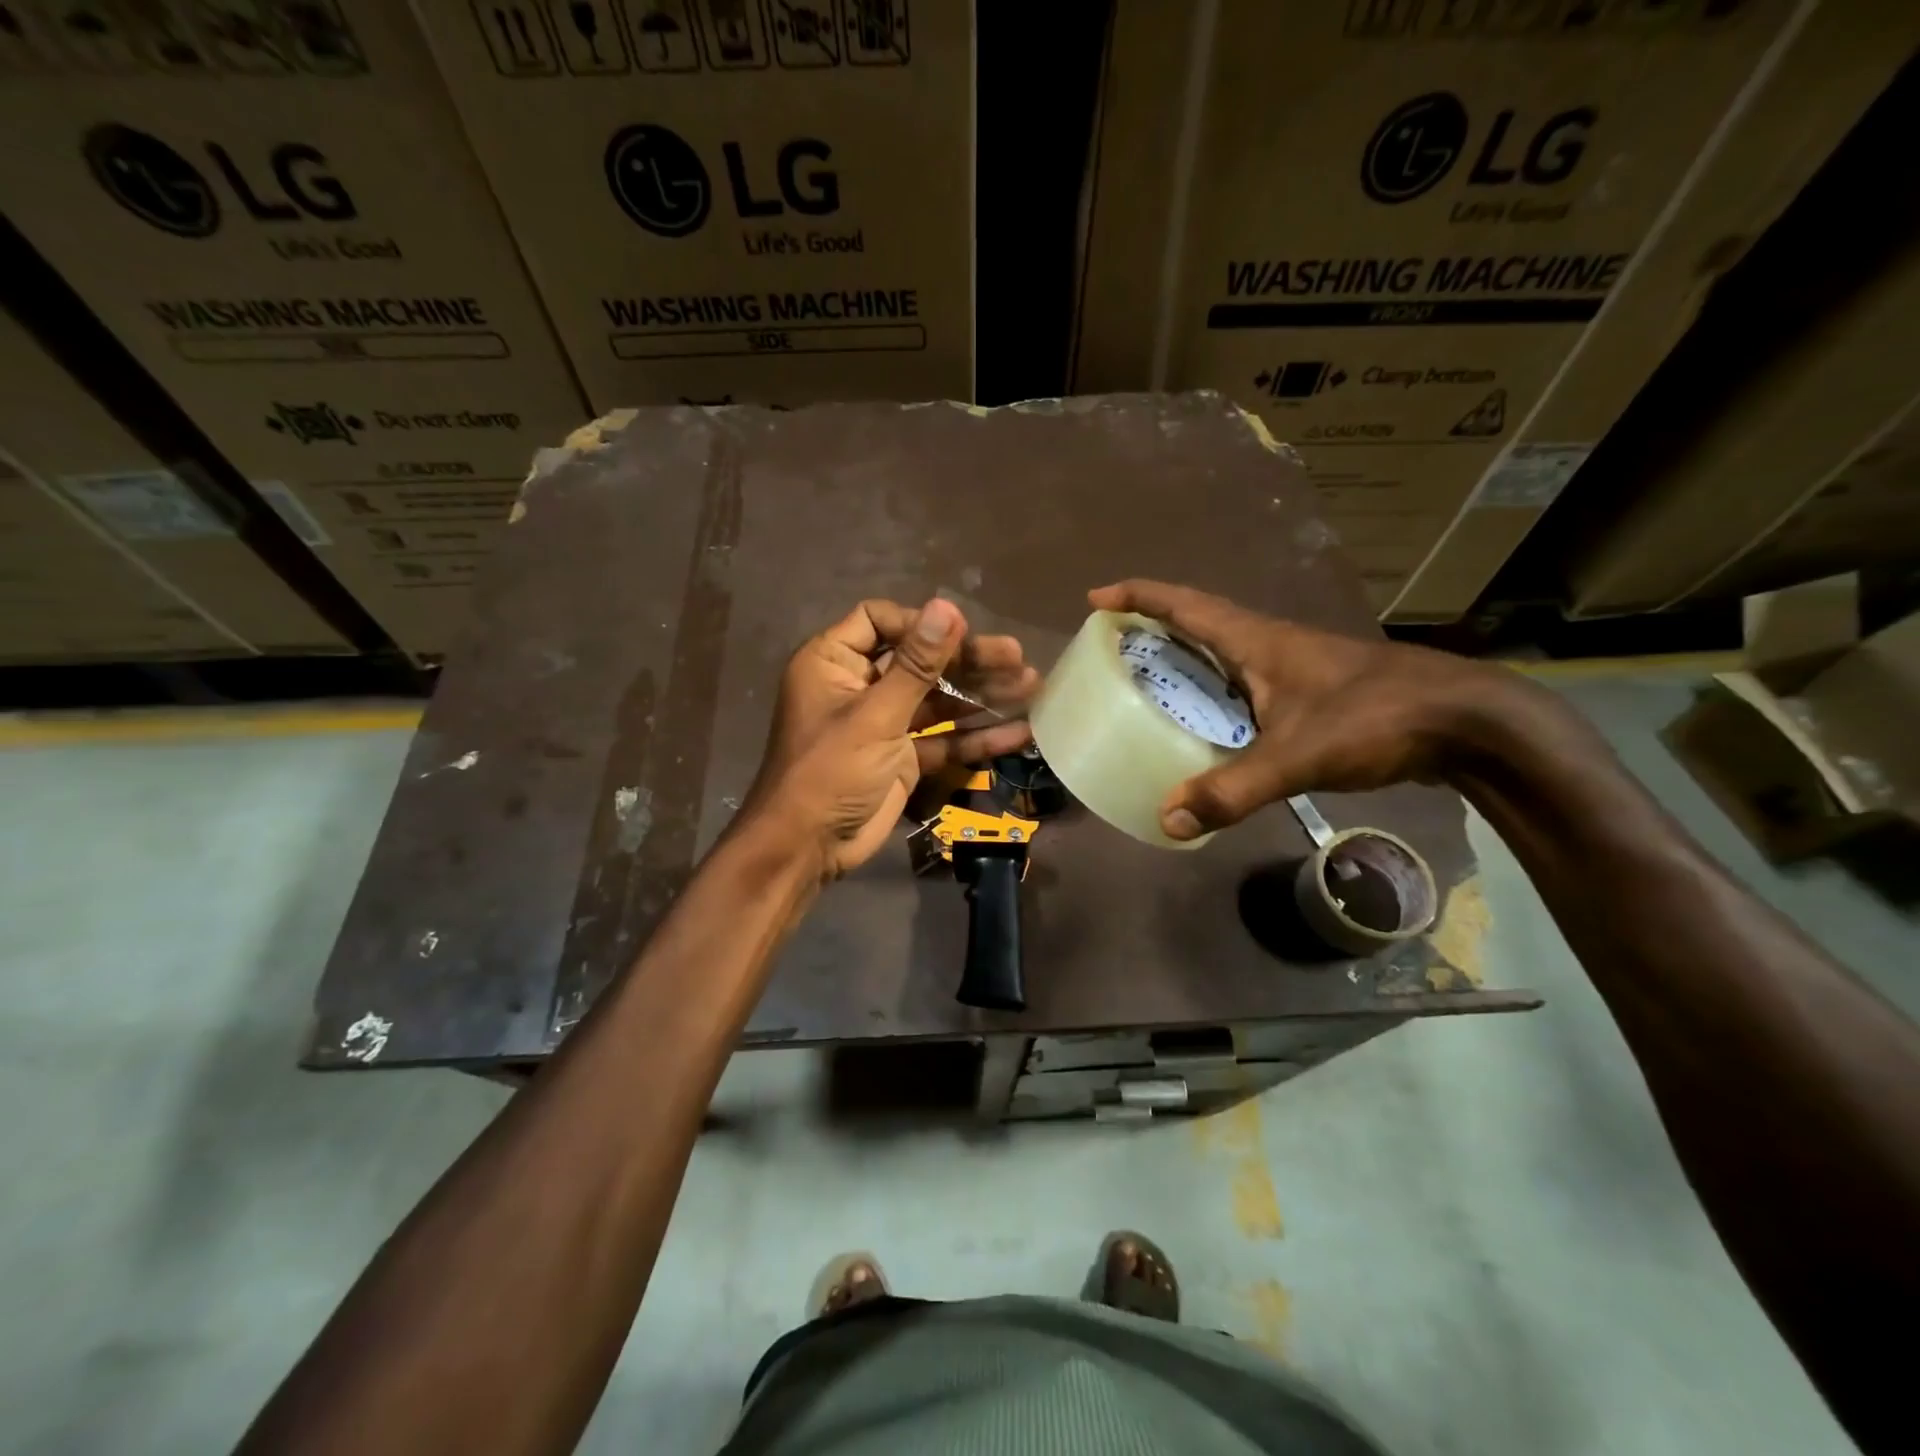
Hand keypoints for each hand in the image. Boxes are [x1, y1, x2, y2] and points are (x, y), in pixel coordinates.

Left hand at [744, 597, 1037, 879]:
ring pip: (938, 700)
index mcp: (835, 662)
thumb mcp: (875, 715)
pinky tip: (1019, 732)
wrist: (808, 847)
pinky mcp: (904, 756)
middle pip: (920, 661)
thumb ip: (916, 664)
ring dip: (982, 696)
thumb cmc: (829, 771)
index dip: (922, 624)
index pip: (880, 620)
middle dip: (968, 661)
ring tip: (1031, 687)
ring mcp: (885, 722)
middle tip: (1016, 658)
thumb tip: (947, 607)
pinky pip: (943, 738)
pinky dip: (976, 737)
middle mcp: (860, 685)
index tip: (963, 631)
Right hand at [1088, 579, 1521, 841]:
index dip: (1138, 596)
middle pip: (1198, 623)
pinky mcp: (1312, 692)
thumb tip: (1168, 819)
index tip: (1096, 600)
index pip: (1185, 605)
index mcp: (1257, 640)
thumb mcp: (1298, 756)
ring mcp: (1295, 667)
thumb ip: (1233, 789)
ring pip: (1224, 653)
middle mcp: (1271, 644)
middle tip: (1113, 648)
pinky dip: (1215, 691)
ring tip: (1148, 684)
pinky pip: (1245, 682)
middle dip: (1152, 627)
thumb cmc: (1378, 719)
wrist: (1469, 722)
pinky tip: (1209, 724)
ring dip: (1185, 658)